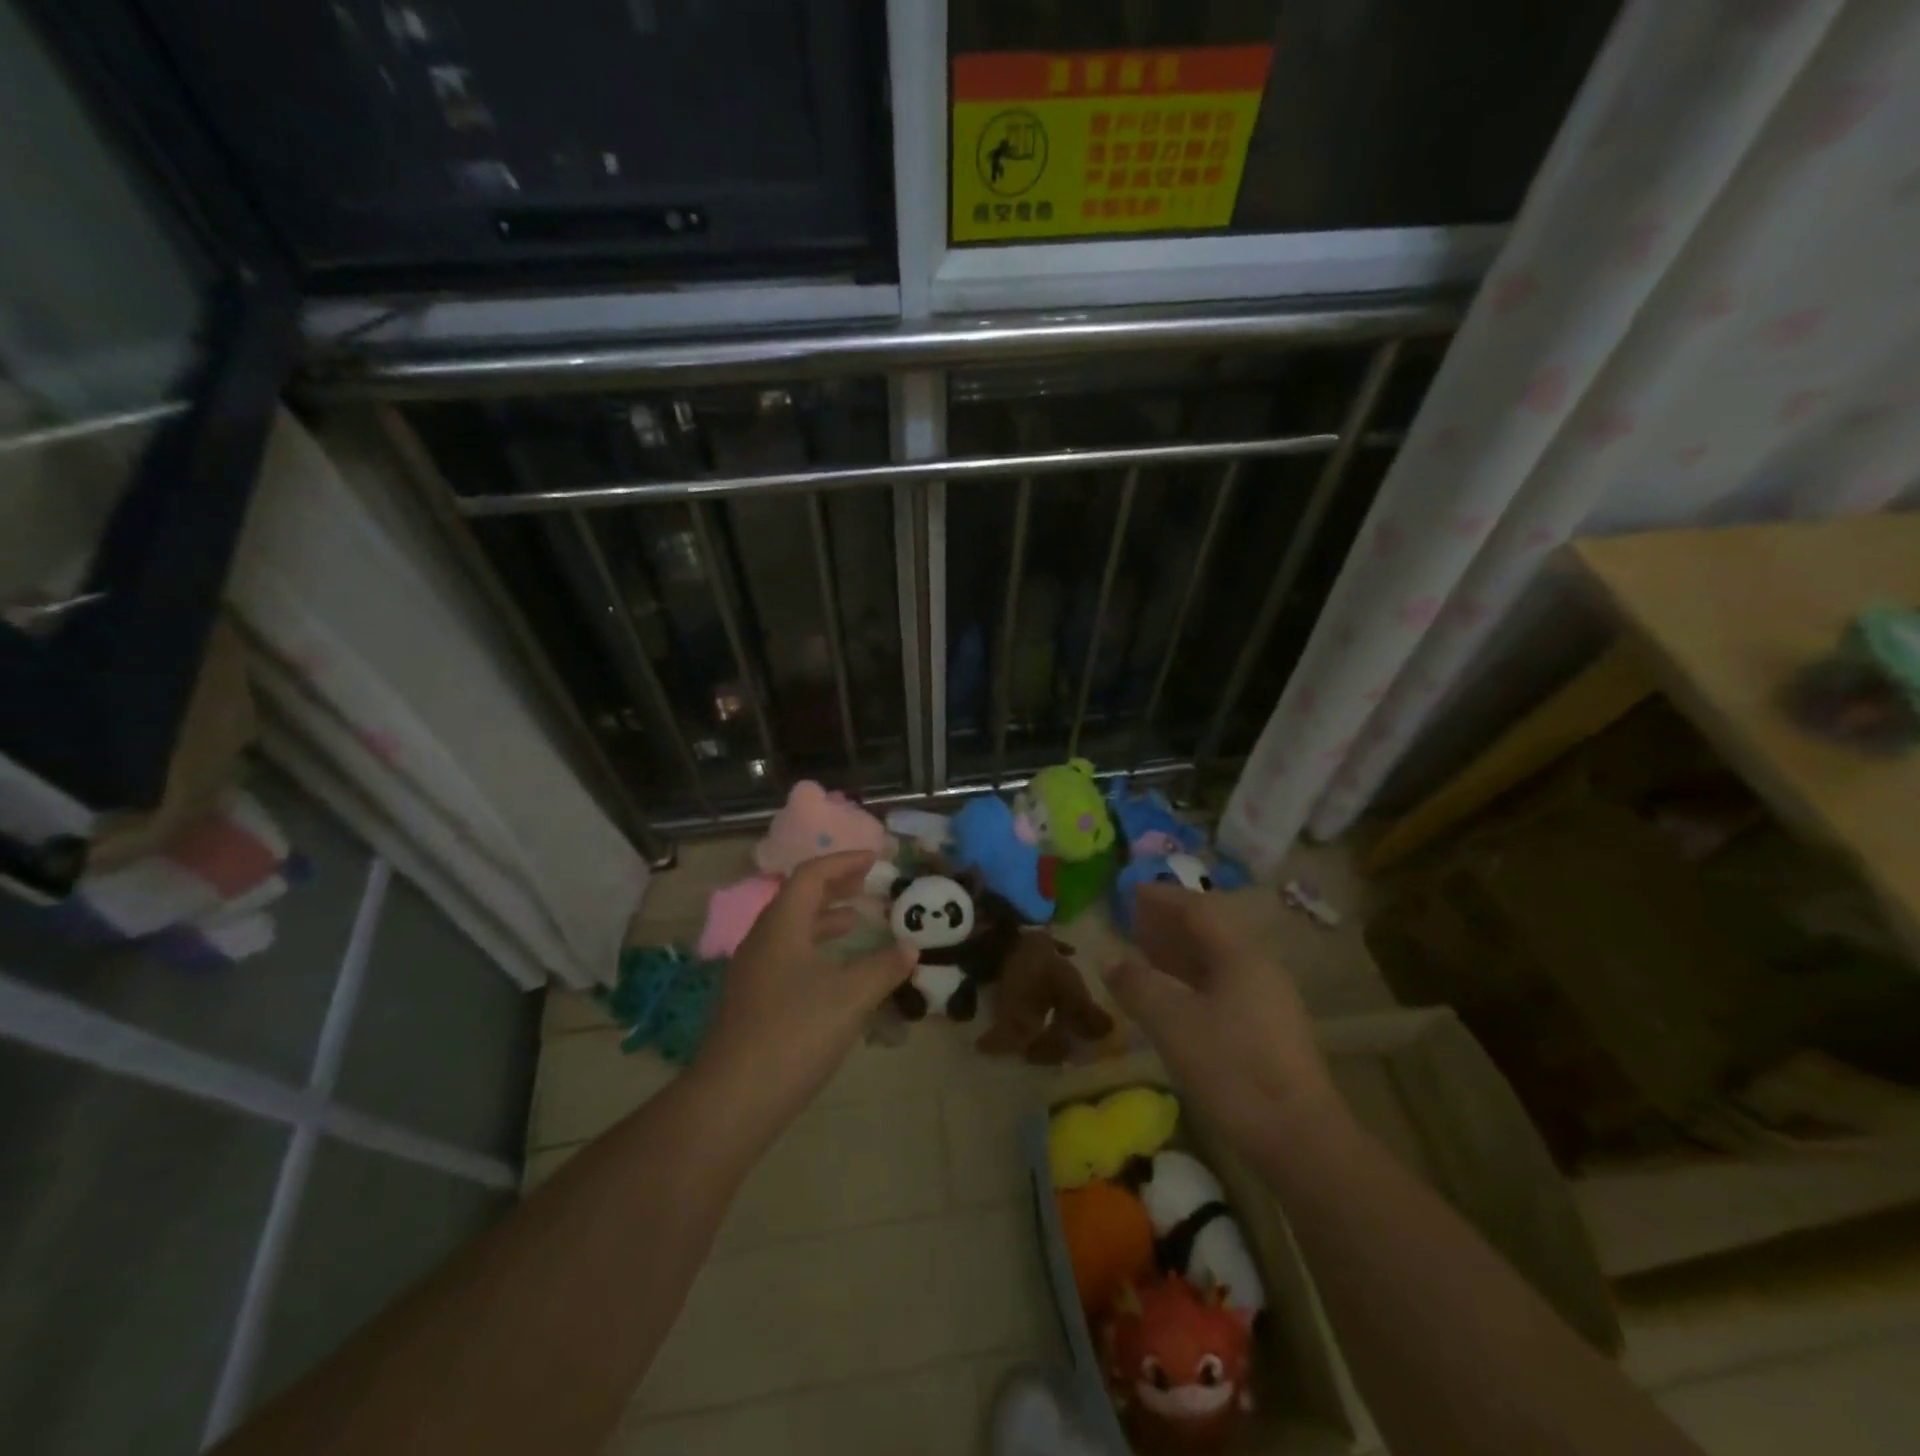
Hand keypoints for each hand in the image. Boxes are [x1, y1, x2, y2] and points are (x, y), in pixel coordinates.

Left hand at [694, 851, 916, 1143]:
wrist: (733, 1100)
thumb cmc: (794, 1033)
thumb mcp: (850, 996)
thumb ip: (883, 967)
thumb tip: (910, 948)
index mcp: (781, 925)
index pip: (811, 875)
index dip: (845, 862)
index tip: (876, 860)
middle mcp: (763, 940)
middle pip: (798, 898)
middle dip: (835, 887)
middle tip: (869, 884)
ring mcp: (754, 973)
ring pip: (793, 930)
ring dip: (825, 920)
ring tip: (857, 921)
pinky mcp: (754, 1003)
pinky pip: (789, 957)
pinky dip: (817, 951)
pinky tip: (837, 973)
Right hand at [1105, 883, 1336, 1154]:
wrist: (1299, 1139)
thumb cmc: (1232, 1069)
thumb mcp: (1172, 1023)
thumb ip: (1137, 985)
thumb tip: (1109, 959)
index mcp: (1240, 955)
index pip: (1199, 909)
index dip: (1162, 898)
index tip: (1130, 892)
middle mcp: (1259, 968)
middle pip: (1211, 931)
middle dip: (1170, 923)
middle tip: (1133, 921)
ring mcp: (1268, 1000)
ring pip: (1217, 961)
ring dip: (1180, 952)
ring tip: (1145, 954)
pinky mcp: (1269, 1030)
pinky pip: (1224, 985)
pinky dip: (1192, 979)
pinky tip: (1173, 998)